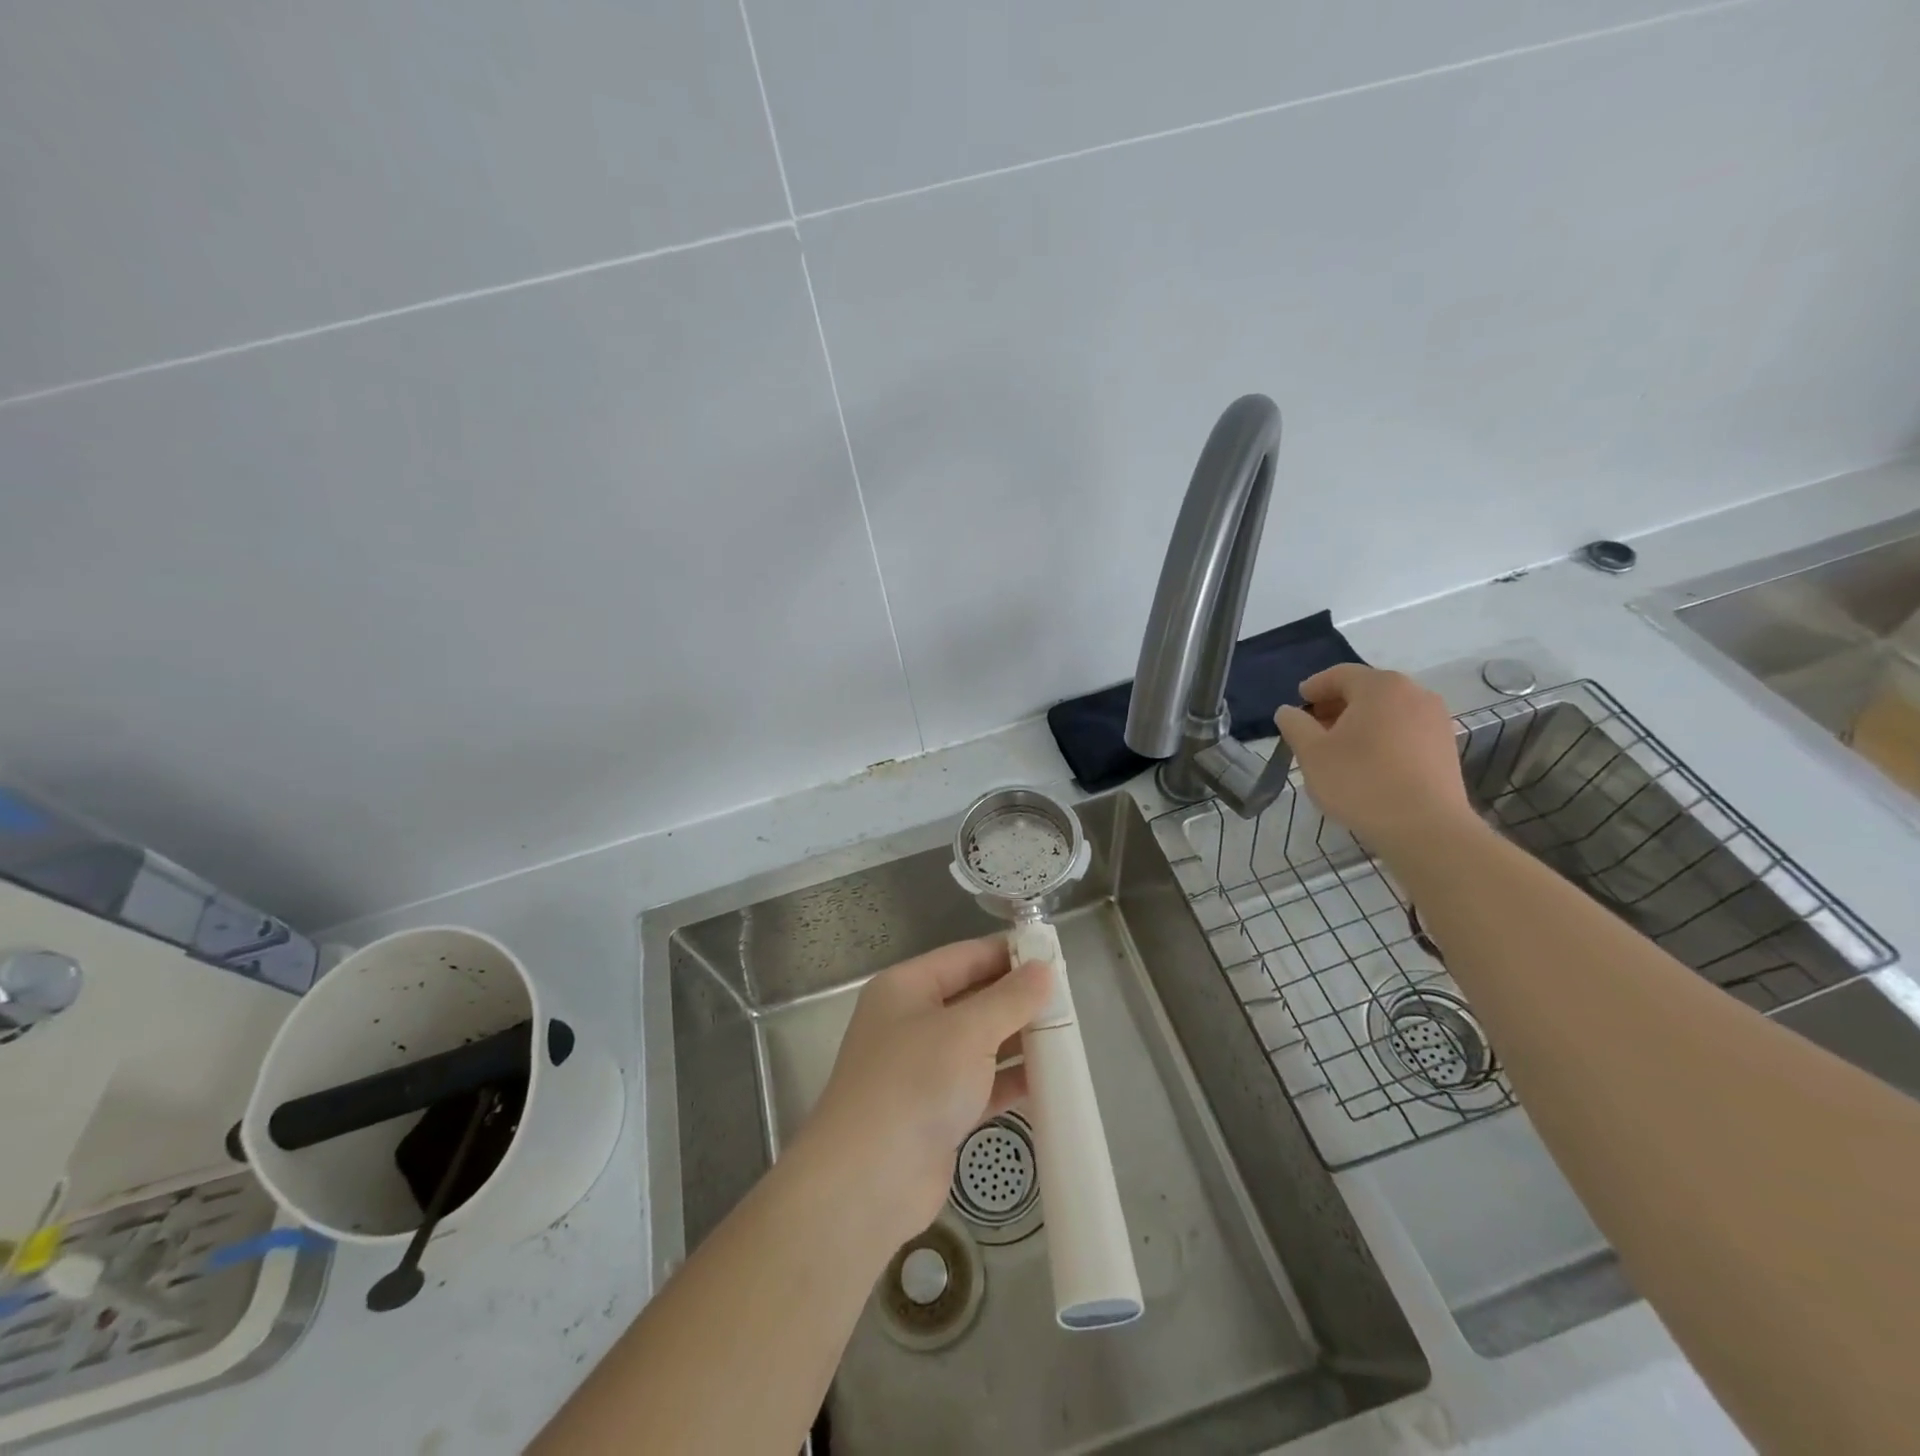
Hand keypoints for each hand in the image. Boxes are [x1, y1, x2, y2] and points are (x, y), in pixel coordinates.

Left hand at [795, 938, 1051, 1250]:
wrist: (867, 1182)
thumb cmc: (914, 1084)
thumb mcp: (967, 1031)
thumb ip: (1010, 999)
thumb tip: (1044, 968)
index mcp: (907, 987)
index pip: (966, 956)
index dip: (1008, 954)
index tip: (1054, 956)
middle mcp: (912, 1021)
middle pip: (974, 998)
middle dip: (1018, 999)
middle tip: (1068, 999)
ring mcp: (923, 1068)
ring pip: (980, 1042)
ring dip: (1019, 1040)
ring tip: (1069, 1036)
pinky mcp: (938, 1111)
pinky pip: (982, 1083)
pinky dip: (1011, 1080)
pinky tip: (1051, 1081)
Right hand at [1274, 664, 1477, 852]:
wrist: (1425, 828)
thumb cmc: (1360, 782)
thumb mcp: (1312, 753)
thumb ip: (1295, 725)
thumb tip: (1288, 711)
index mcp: (1380, 687)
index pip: (1340, 675)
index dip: (1314, 687)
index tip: (1297, 703)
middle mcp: (1414, 693)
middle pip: (1367, 690)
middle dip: (1337, 705)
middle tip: (1313, 727)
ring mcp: (1435, 720)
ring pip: (1388, 711)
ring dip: (1360, 722)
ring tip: (1339, 748)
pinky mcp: (1445, 746)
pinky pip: (1405, 730)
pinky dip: (1383, 736)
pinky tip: (1368, 763)